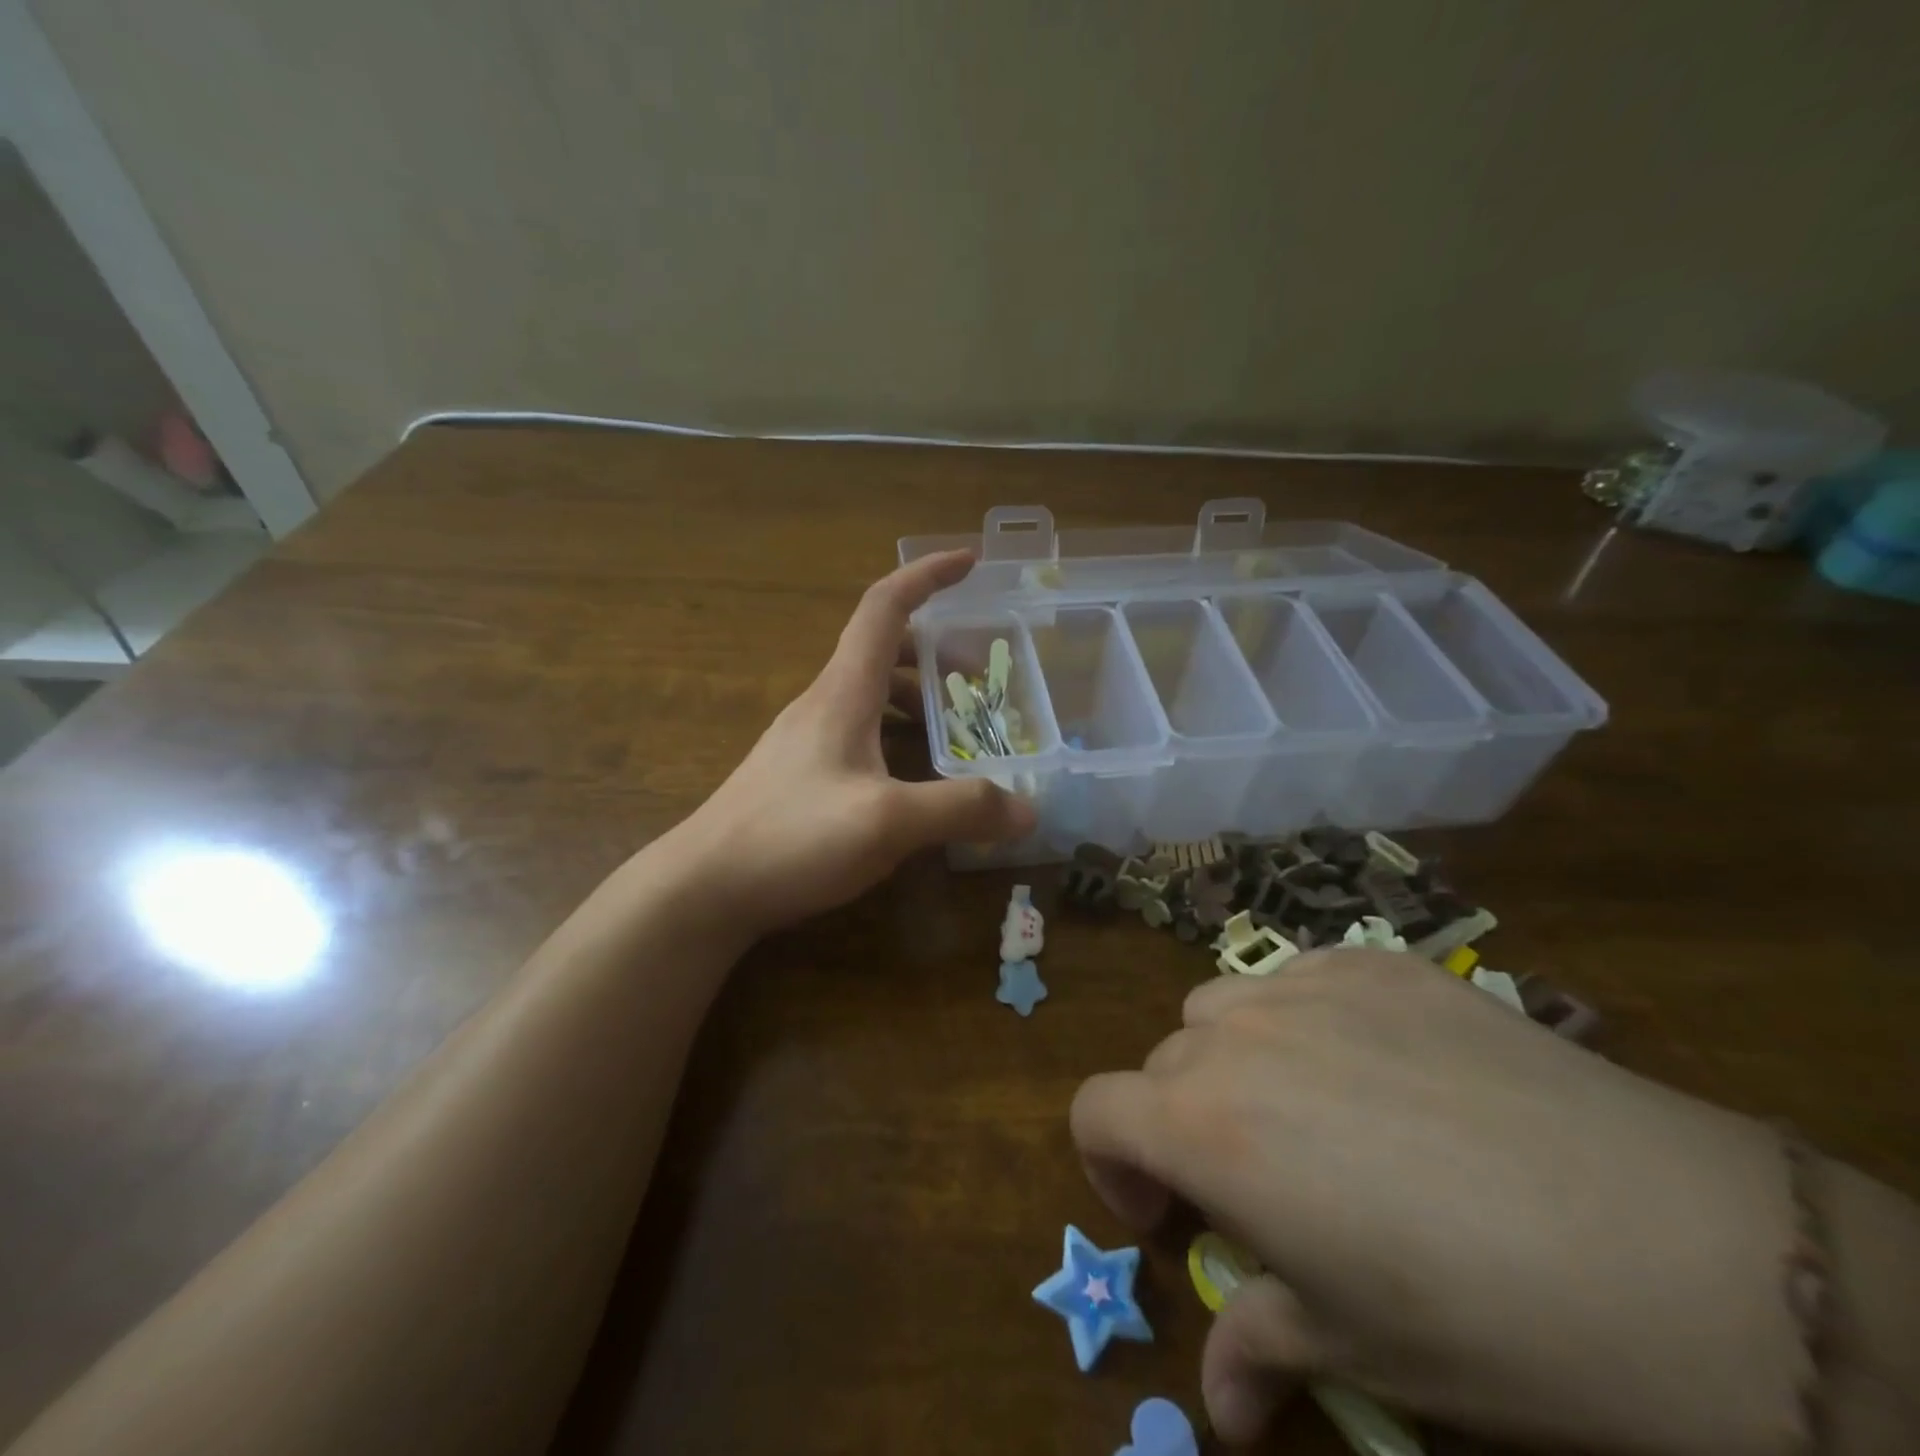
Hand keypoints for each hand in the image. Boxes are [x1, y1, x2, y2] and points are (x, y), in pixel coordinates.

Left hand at [681, 550, 1035, 938]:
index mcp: (844, 692)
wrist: (704, 887)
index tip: (970, 561)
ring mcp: (806, 740)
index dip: (927, 575)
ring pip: (871, 695)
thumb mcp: (887, 822)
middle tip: (980, 679)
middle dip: (935, 652)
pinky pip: (859, 733)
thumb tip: (1028, 810)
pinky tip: (912, 780)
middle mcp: (823, 704)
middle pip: (883, 650)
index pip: (885, 607)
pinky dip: (895, 736)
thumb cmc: (791, 838)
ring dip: (916, 698)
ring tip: (956, 732)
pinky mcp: (800, 774)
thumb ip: (961, 809)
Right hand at [1071, 950, 1808, 1454]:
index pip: (1095, 1110)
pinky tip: (1380, 1066)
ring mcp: (1307, 984)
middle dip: (1183, 1120)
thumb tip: (1221, 1411)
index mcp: (1205, 1124)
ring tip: (1306, 1112)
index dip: (1109, 1166)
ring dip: (1233, 1059)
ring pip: (1222, 1008)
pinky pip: (1302, 977)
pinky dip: (1307, 1017)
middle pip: (1164, 1060)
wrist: (1670, 1246)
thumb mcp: (1356, 1350)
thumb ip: (1258, 1350)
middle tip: (1253, 1181)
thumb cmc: (1484, 1320)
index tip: (1164, 1215)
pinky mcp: (1376, 961)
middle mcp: (1236, 1037)